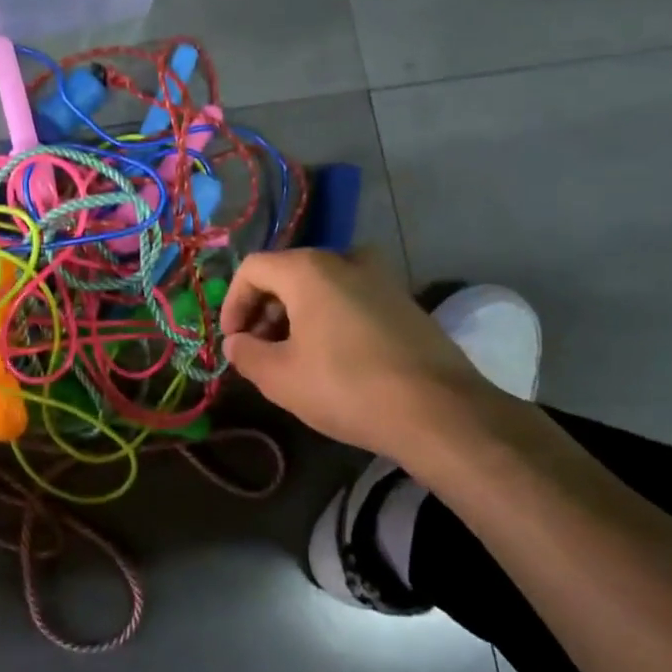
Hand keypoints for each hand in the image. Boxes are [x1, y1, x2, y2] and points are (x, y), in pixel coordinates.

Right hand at [221, 248, 501, 463]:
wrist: (439, 411)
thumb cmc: (346, 387)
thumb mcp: (280, 378)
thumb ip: (246, 354)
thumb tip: (236, 343)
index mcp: (309, 269)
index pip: (252, 269)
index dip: (232, 303)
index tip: (232, 340)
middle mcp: (346, 260)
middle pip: (288, 274)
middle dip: (265, 310)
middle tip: (259, 350)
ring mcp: (382, 279)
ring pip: (323, 286)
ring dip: (297, 315)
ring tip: (294, 357)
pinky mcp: (406, 303)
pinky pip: (352, 299)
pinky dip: (330, 319)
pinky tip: (333, 360)